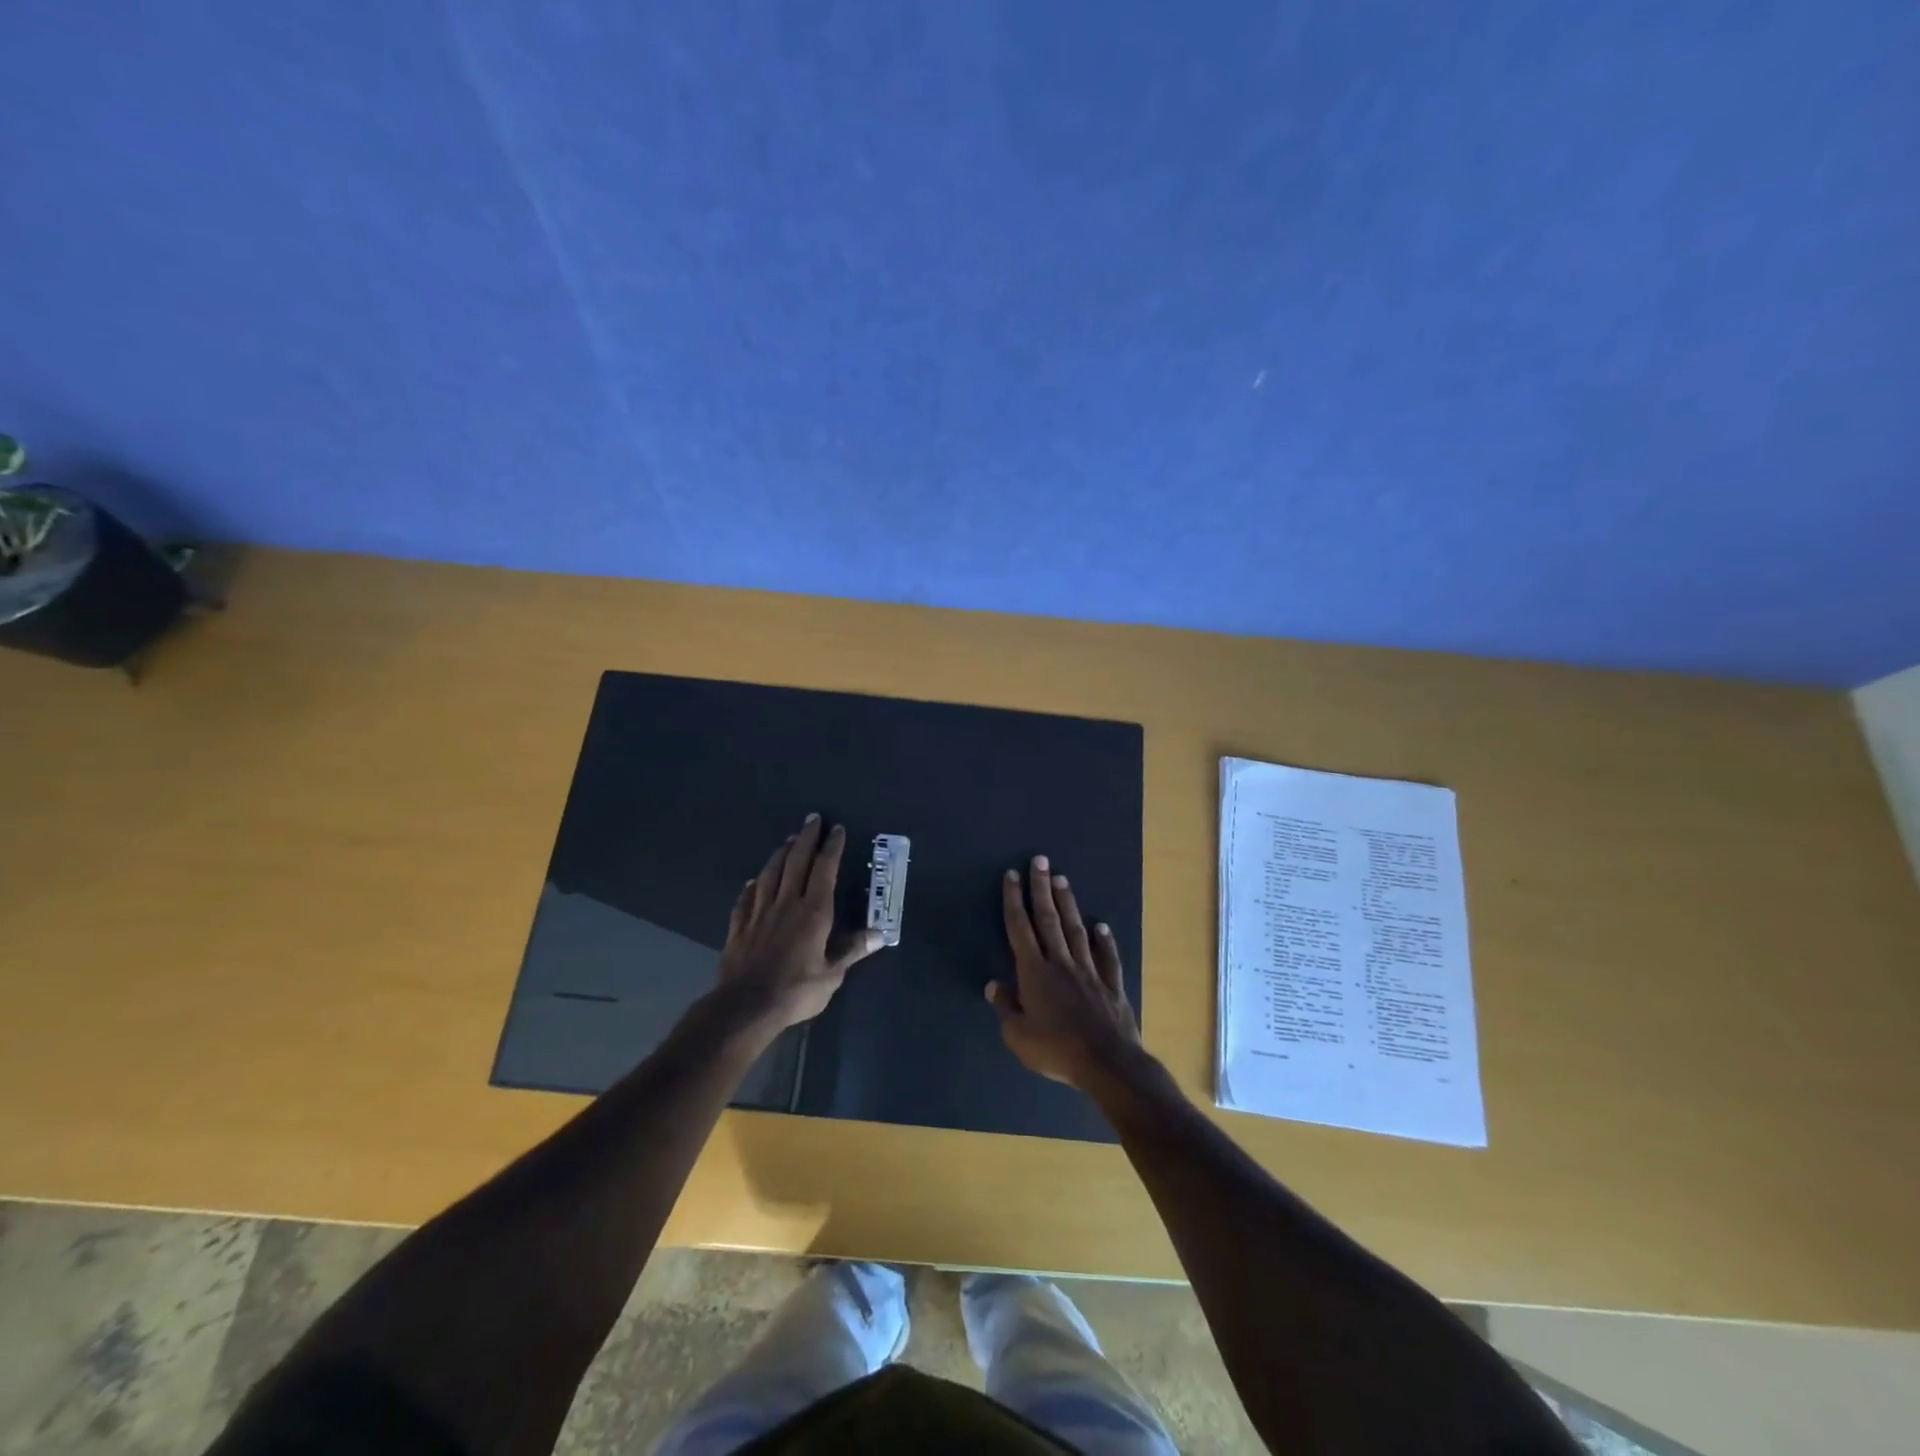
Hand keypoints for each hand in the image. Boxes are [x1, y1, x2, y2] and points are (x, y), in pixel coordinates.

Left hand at [718, 815, 882, 1031]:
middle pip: (796, 863)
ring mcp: (759, 914)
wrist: (745, 1006)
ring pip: (770, 875)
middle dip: (806, 839)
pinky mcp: (739, 928)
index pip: (824, 871)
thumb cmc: (796, 990)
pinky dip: (751, 887)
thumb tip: (880, 933)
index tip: (836, 829)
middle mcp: (786, 904)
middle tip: (812, 819)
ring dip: (780, 855)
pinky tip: (752, 881)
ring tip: (787, 840)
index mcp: (813, 912)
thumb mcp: (832, 974)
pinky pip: (745, 901)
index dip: (831, 848)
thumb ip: (852, 950)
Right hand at [988, 855, 1141, 1088]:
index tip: (1012, 875)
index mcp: (1034, 973)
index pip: (1020, 928)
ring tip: (1062, 879)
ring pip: (1076, 930)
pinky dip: (1105, 941)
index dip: (1014, 900)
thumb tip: (994, 985)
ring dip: (1068, 904)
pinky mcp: (1112, 985)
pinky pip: (1107, 957)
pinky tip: (1102, 925)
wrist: (1106, 1063)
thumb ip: (1006, 1008)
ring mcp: (1089, 971)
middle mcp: (1061, 963)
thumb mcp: (1018, 1036)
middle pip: (1048, 919)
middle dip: (1041, 888)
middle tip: (1039, 860)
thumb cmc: (1056, 1050)